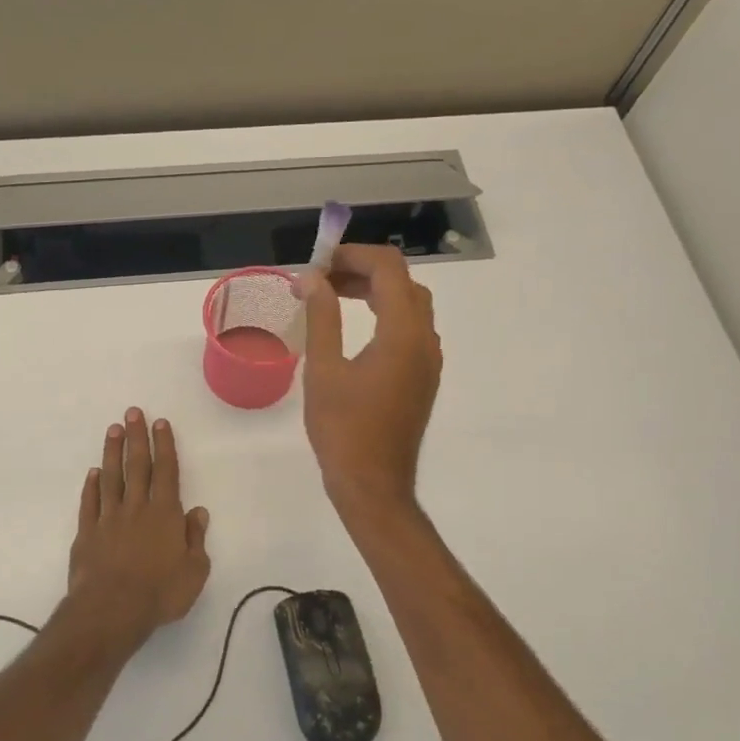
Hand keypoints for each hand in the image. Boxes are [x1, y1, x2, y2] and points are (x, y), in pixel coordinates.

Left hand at [66, 408, 212, 652]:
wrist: (111, 610)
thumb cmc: (160, 593)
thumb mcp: (194, 571)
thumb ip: (195, 539)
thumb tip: (198, 512)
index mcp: (165, 514)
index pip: (166, 472)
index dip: (164, 446)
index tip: (160, 423)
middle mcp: (136, 508)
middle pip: (137, 466)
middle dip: (137, 437)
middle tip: (132, 412)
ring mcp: (108, 518)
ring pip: (111, 477)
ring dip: (112, 452)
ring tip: (113, 430)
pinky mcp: (87, 533)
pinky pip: (90, 503)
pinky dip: (92, 486)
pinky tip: (94, 473)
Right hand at [300, 244, 442, 515]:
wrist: (373, 484)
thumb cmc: (343, 429)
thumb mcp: (323, 369)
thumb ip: (321, 317)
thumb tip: (311, 278)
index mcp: (403, 334)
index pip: (389, 269)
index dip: (353, 255)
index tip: (318, 263)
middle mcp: (425, 340)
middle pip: (403, 283)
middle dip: (363, 270)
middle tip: (322, 278)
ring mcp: (428, 361)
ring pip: (410, 305)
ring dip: (376, 291)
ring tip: (333, 295)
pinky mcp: (422, 377)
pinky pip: (410, 329)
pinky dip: (385, 314)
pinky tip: (355, 327)